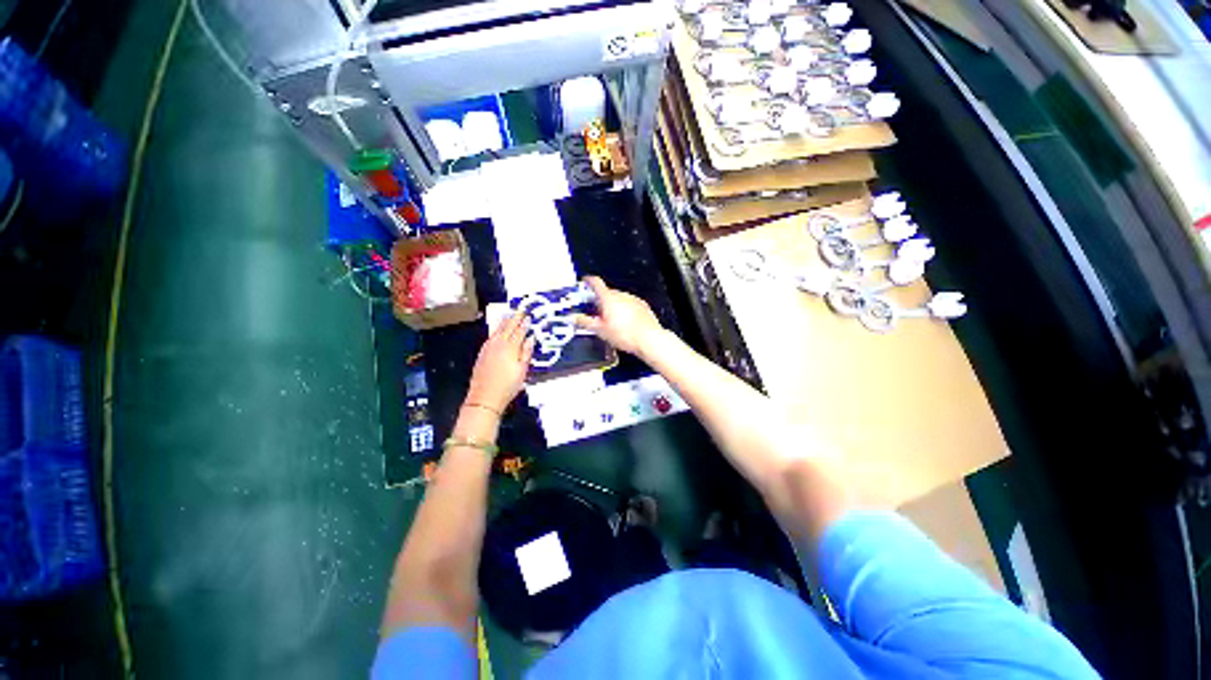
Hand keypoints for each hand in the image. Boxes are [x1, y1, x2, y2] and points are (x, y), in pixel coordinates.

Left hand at [466, 311, 535, 411]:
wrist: (484, 398)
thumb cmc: (508, 386)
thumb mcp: (522, 370)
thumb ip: (526, 352)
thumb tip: (530, 338)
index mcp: (510, 347)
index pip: (519, 331)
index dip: (524, 324)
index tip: (528, 316)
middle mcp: (498, 344)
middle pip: (507, 327)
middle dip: (514, 318)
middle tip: (520, 310)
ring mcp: (488, 348)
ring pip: (497, 330)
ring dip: (504, 321)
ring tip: (509, 315)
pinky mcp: (482, 353)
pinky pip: (491, 336)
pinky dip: (496, 329)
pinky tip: (498, 329)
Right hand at [573, 276, 664, 355]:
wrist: (648, 339)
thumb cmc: (624, 334)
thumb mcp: (600, 330)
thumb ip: (585, 322)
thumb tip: (574, 318)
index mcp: (608, 298)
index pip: (596, 282)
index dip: (588, 281)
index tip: (584, 282)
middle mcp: (621, 295)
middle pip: (607, 293)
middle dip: (600, 300)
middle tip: (594, 312)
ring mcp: (633, 299)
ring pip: (619, 299)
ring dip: (613, 306)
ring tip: (610, 322)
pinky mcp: (642, 306)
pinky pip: (629, 305)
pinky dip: (625, 310)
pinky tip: (624, 323)